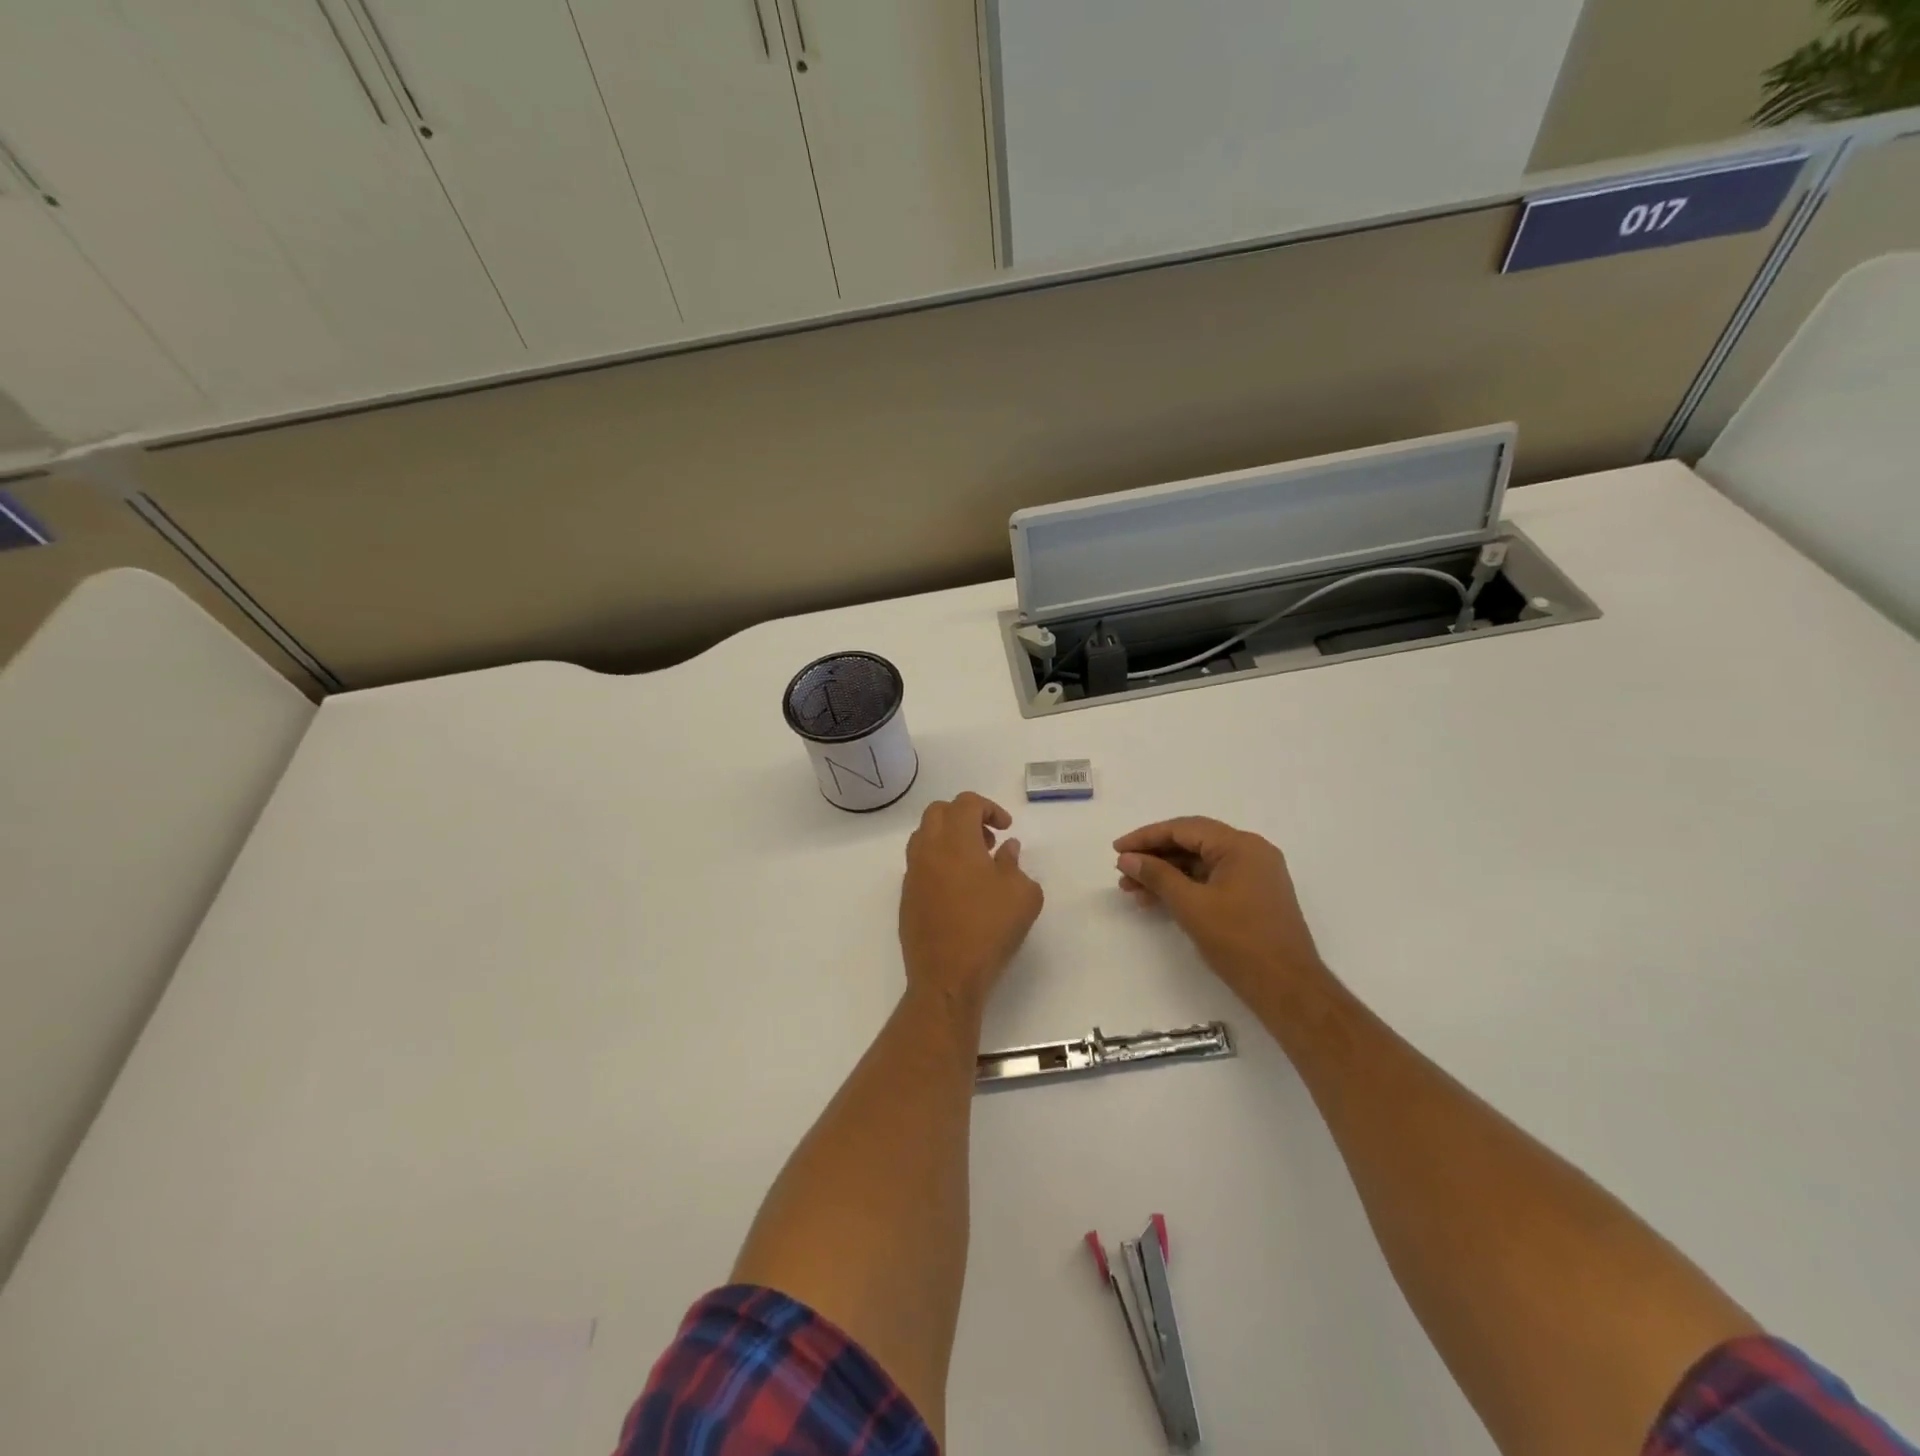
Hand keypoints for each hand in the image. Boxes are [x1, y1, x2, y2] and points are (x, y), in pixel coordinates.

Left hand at [900, 792, 1043, 1010]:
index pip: (966, 803)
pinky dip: (938, 862)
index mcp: (955, 841)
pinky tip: (958, 889)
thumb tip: (1006, 850)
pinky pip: (919, 864)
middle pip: (938, 812)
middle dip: (964, 817)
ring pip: (924, 836)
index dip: (989, 808)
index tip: (1005, 829)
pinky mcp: (906, 897)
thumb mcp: (1022, 895)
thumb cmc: (989, 930)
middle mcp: (927, 850)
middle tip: (987, 841)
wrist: (947, 977)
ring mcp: (912, 874)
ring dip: (948, 838)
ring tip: (974, 864)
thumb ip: (1015, 864)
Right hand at [1115, 817, 1325, 1004]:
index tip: (1117, 849)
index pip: (1184, 829)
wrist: (1288, 988)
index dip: (1146, 837)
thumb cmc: (1239, 941)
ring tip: (1133, 891)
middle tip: (1122, 871)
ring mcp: (1255, 875)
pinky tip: (1159, 901)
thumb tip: (1128, 858)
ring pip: (1200, 864)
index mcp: (1240, 845)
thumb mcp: (1191, 905)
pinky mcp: (1254, 896)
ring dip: (1166, 874)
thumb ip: (1157, 876)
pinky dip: (1185, 887)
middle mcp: (1251, 852)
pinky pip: (1212, 880)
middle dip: (1154, 857)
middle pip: (1192, 843)